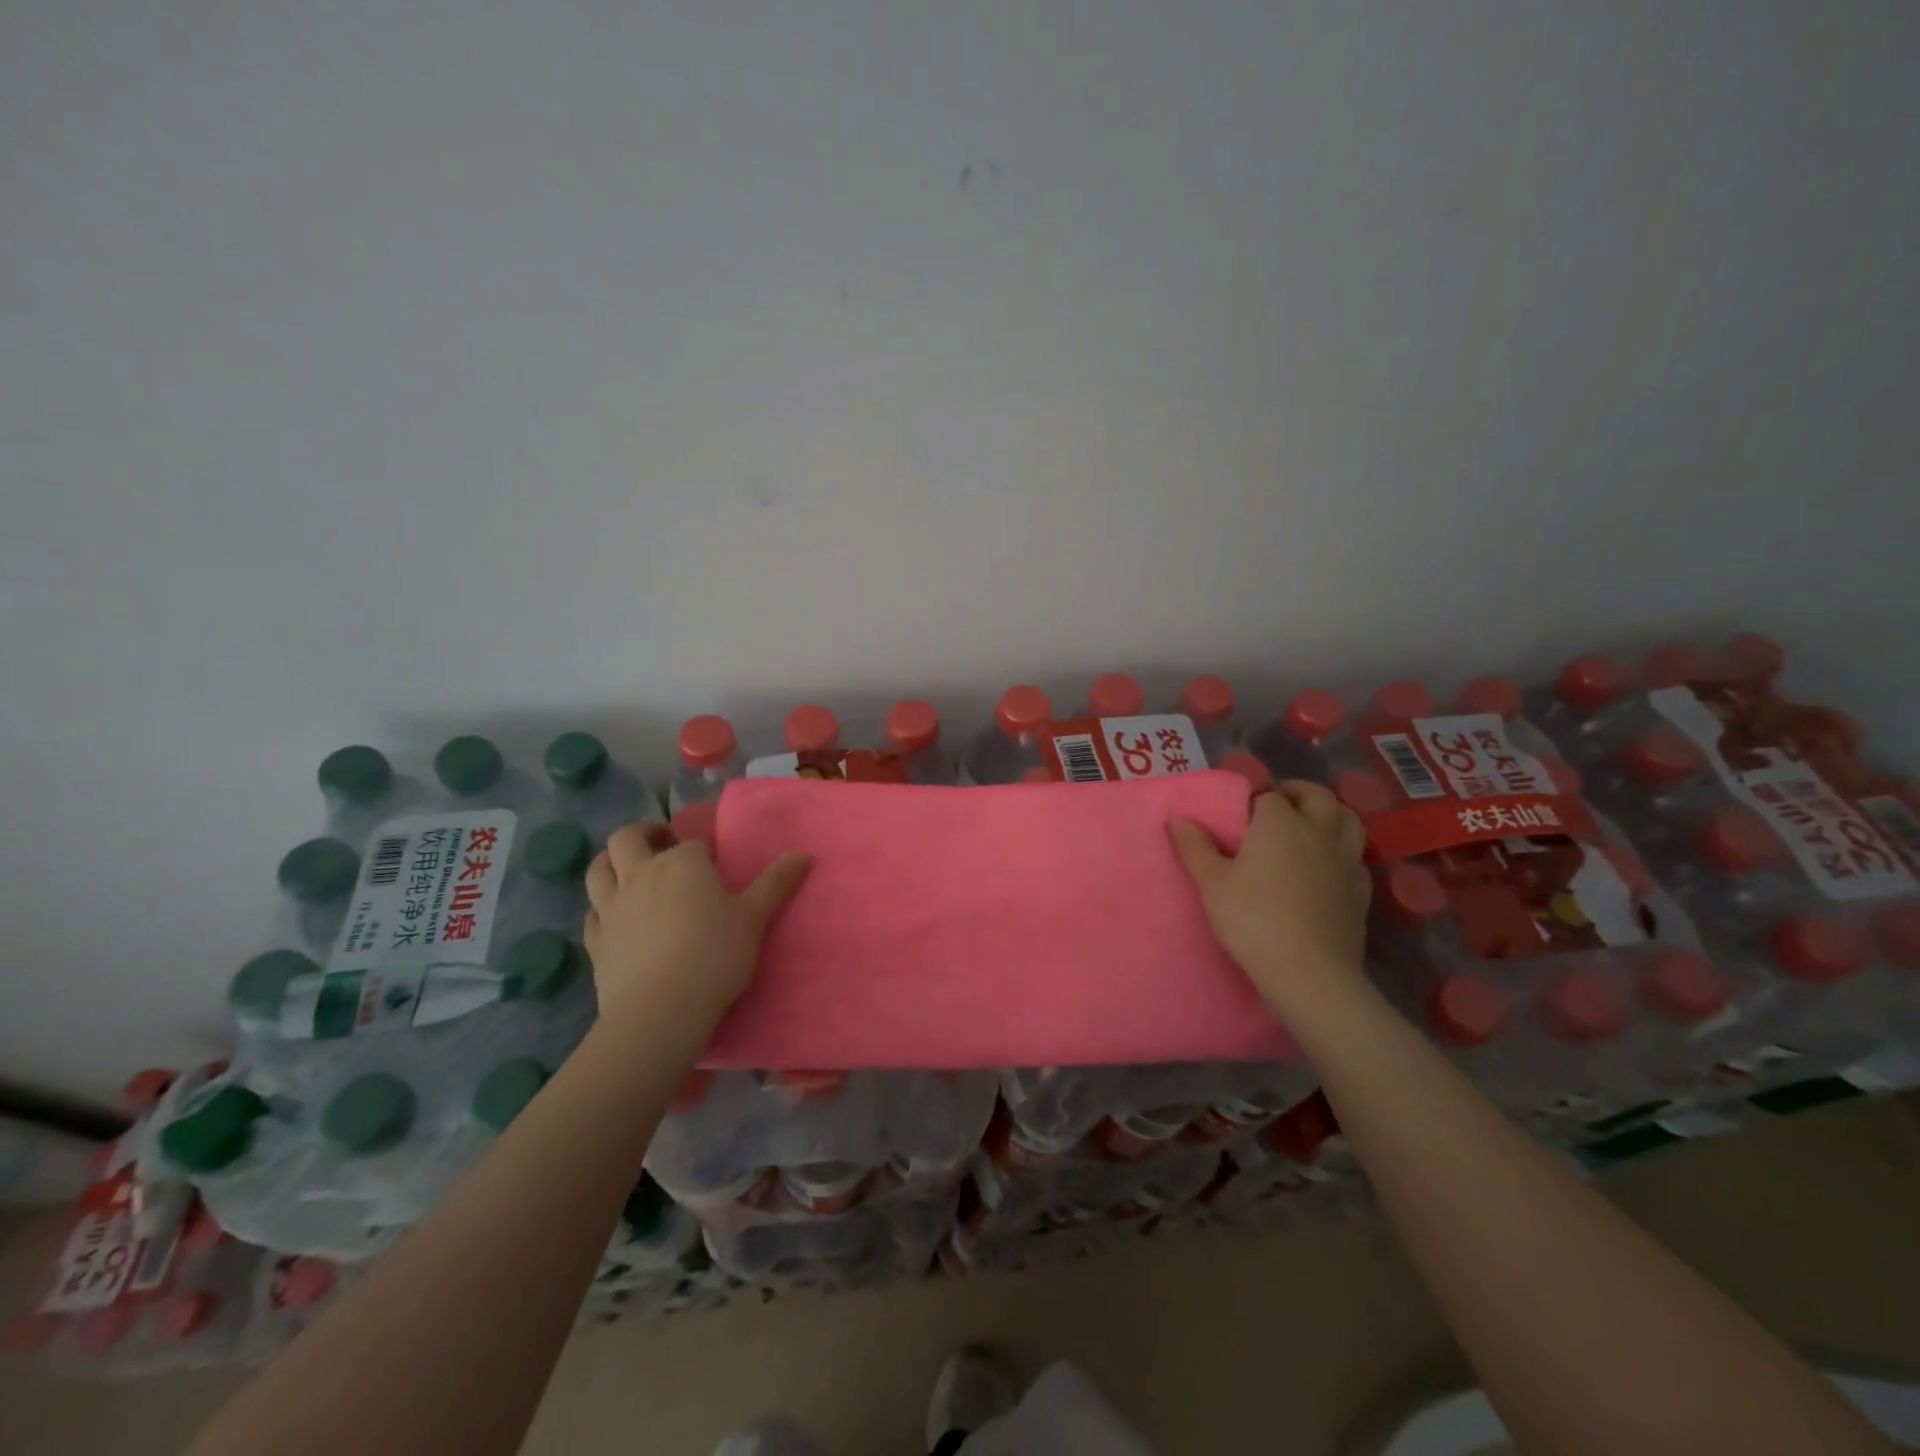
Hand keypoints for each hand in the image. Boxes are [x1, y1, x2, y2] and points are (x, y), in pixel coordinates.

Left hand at [583, 824, 811, 1044]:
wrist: (660, 1011)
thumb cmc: (715, 956)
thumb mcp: (755, 918)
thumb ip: (777, 882)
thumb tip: (804, 853)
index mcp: (682, 863)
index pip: (691, 842)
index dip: (703, 849)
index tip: (715, 863)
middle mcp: (641, 874)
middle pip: (627, 838)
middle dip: (645, 834)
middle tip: (662, 843)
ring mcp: (611, 906)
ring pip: (598, 868)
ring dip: (611, 861)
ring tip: (629, 868)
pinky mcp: (595, 939)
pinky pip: (591, 912)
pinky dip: (601, 906)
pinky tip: (613, 916)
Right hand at [1169, 783, 1370, 1015]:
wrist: (1308, 973)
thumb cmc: (1253, 920)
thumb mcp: (1211, 884)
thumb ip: (1194, 847)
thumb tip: (1178, 819)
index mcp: (1279, 823)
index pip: (1269, 796)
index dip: (1254, 802)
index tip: (1240, 818)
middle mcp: (1318, 832)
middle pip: (1318, 797)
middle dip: (1299, 794)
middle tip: (1279, 805)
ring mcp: (1345, 860)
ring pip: (1349, 820)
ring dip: (1330, 814)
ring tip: (1310, 826)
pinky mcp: (1361, 890)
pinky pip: (1356, 857)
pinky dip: (1343, 851)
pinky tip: (1328, 867)